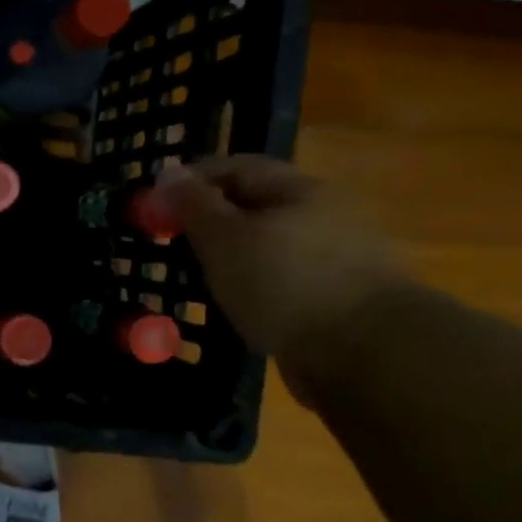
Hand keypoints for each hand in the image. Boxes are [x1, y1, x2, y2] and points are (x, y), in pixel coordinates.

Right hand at [153, 156, 406, 376]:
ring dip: (230, 257)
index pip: (235, 167)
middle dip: (209, 220)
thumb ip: (193, 205)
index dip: (190, 180)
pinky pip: (281, 280)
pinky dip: (253, 286)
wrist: (368, 354)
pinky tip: (234, 304)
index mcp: (299, 189)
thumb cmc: (285, 282)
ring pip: (267, 246)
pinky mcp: (336, 297)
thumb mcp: (224, 237)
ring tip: (196, 278)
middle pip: (254, 206)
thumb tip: (168, 172)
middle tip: (170, 242)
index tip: (152, 205)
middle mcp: (322, 215)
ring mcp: (335, 258)